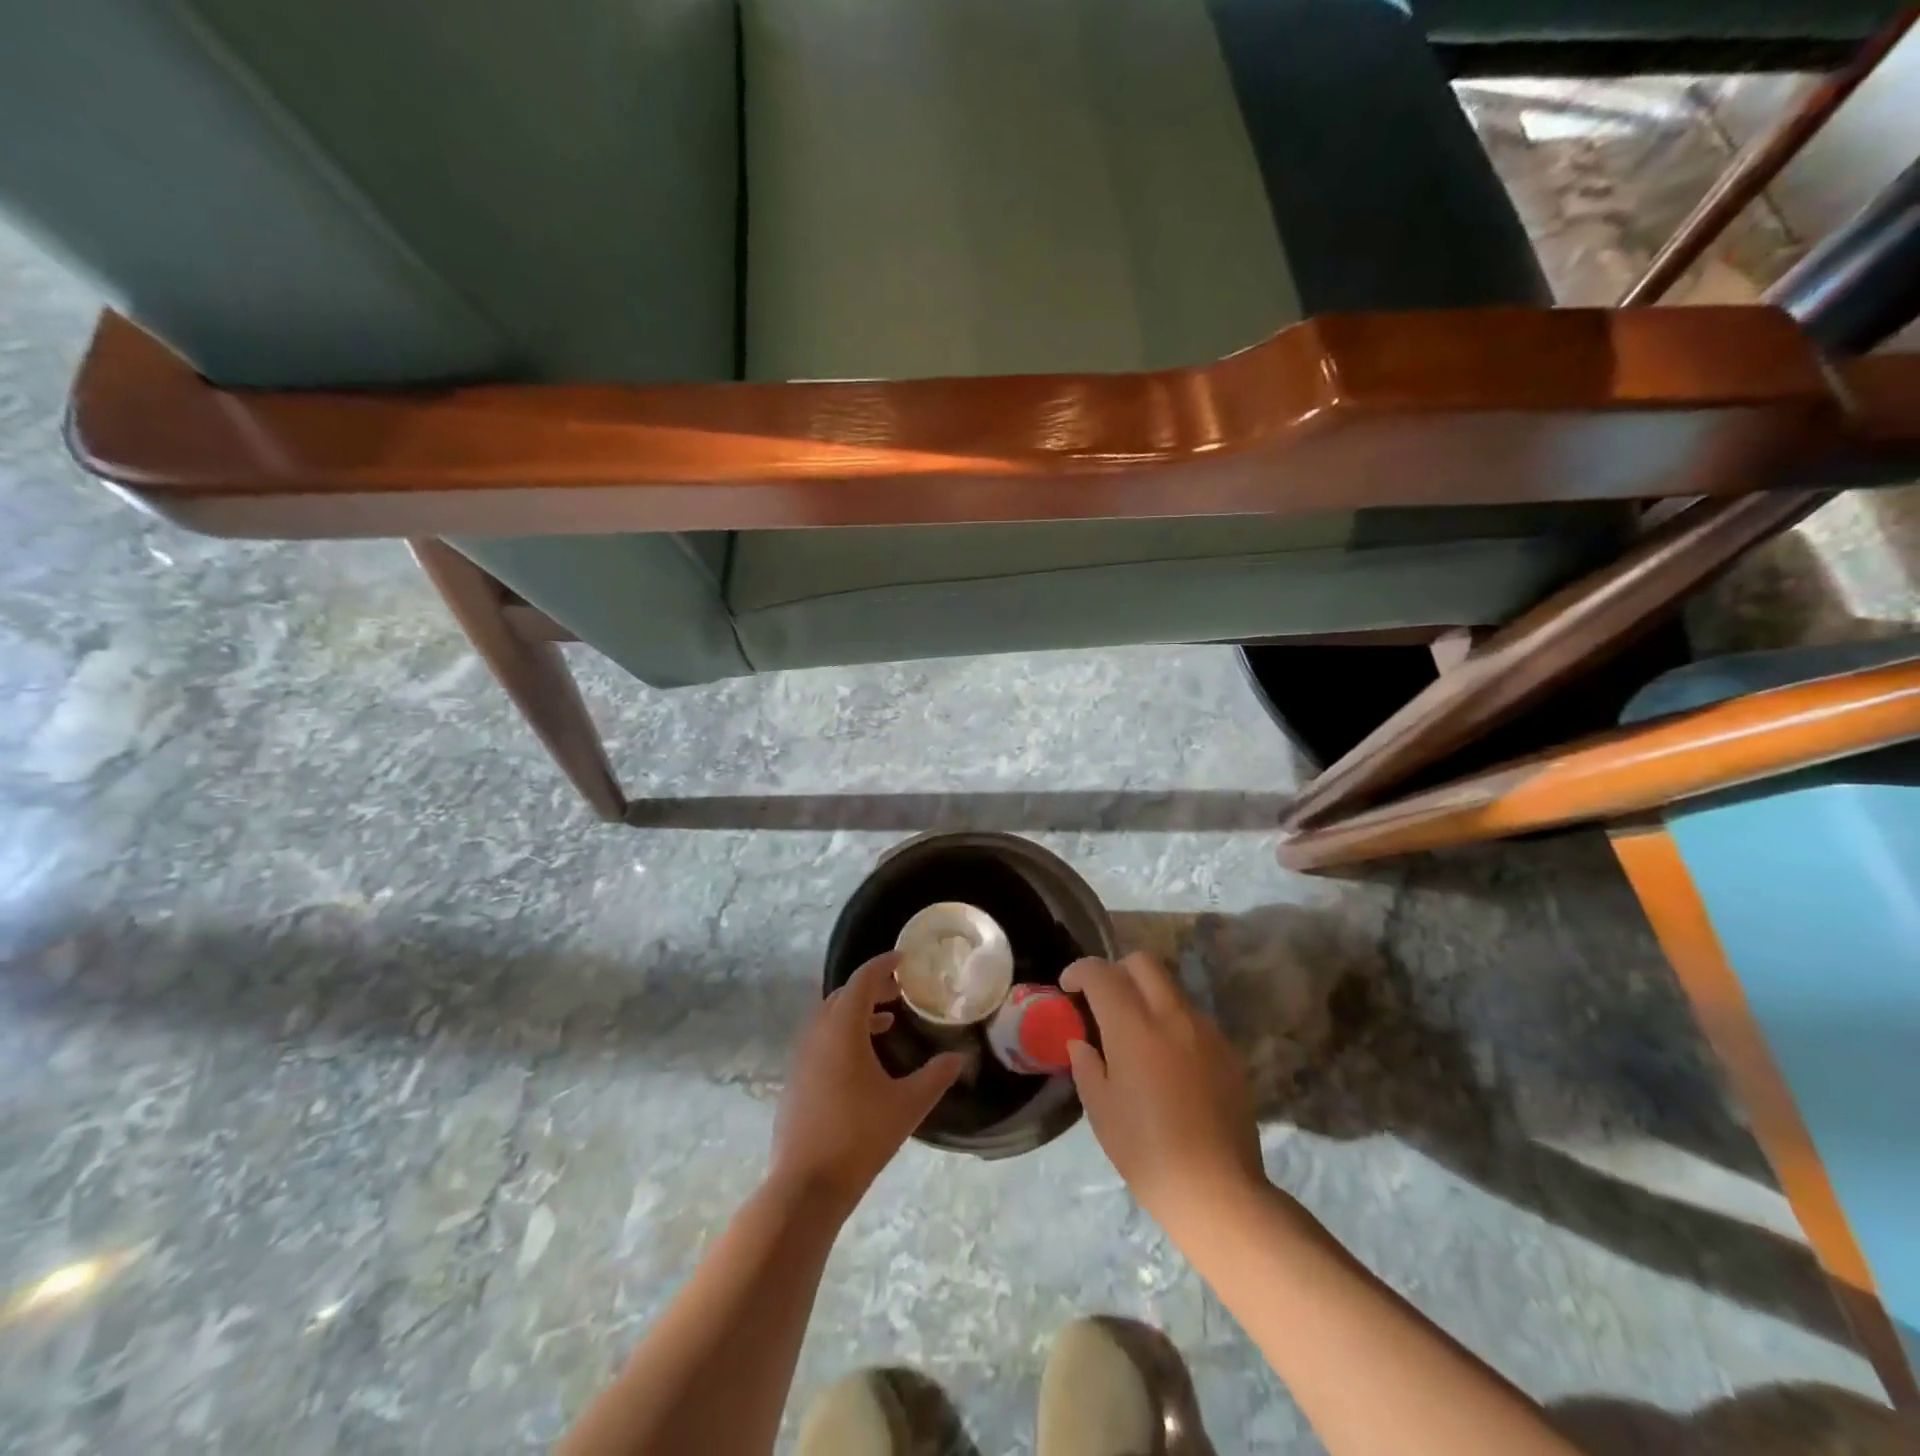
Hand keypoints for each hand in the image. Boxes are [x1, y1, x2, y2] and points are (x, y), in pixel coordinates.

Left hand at [770, 952, 963, 1216]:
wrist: (805, 1186)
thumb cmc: (860, 1137)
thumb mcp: (907, 1105)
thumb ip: (936, 1076)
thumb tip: (959, 1057)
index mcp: (842, 1028)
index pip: (862, 979)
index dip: (884, 964)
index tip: (905, 959)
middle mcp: (817, 1033)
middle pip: (844, 995)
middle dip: (872, 987)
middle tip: (900, 991)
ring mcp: (801, 1057)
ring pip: (829, 1018)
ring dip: (857, 1012)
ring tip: (887, 1022)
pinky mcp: (795, 1079)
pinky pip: (820, 1039)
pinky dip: (843, 1034)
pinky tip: (863, 1060)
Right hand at [1063, 953, 1264, 1231]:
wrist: (1219, 1191)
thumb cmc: (1147, 1152)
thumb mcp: (1101, 1110)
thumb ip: (1086, 1065)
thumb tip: (1082, 1043)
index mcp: (1134, 1027)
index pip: (1102, 973)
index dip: (1080, 971)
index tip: (1068, 988)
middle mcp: (1172, 1015)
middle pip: (1142, 962)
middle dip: (1116, 970)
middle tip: (1102, 1000)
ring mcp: (1205, 1030)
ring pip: (1170, 987)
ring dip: (1146, 995)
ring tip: (1134, 1033)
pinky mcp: (1228, 1051)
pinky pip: (1192, 1017)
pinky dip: (1171, 1021)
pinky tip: (1166, 1061)